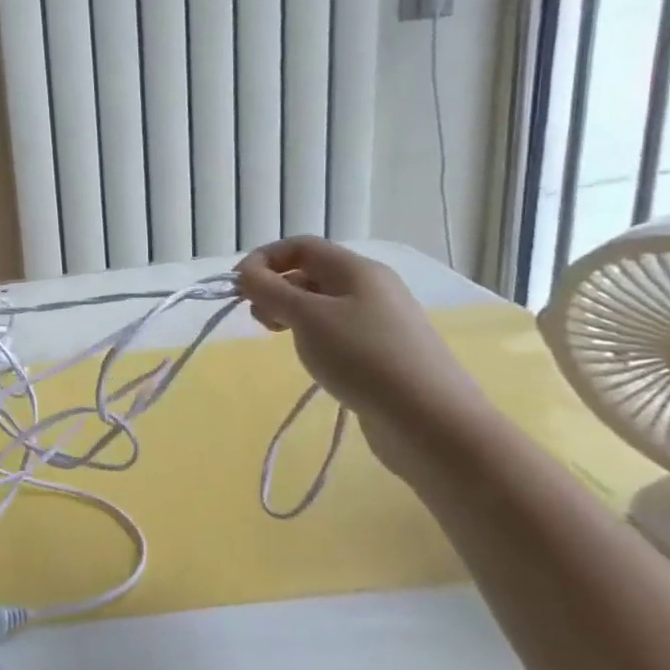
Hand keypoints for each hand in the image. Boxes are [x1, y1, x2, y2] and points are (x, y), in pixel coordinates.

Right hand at [235, 237, 493, 480]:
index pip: (300, 246)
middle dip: (275, 288)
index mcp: (356, 270)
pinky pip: (337, 330)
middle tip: (259, 319)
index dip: (263, 259)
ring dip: (291, 313)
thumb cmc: (363, 358)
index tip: (237, 288)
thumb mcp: (306, 317)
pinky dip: (313, 336)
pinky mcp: (383, 352)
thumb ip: (269, 290)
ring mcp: (380, 321)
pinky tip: (312, 358)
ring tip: (281, 339)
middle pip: (310, 273)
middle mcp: (371, 288)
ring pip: (321, 303)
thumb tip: (245, 273)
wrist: (432, 422)